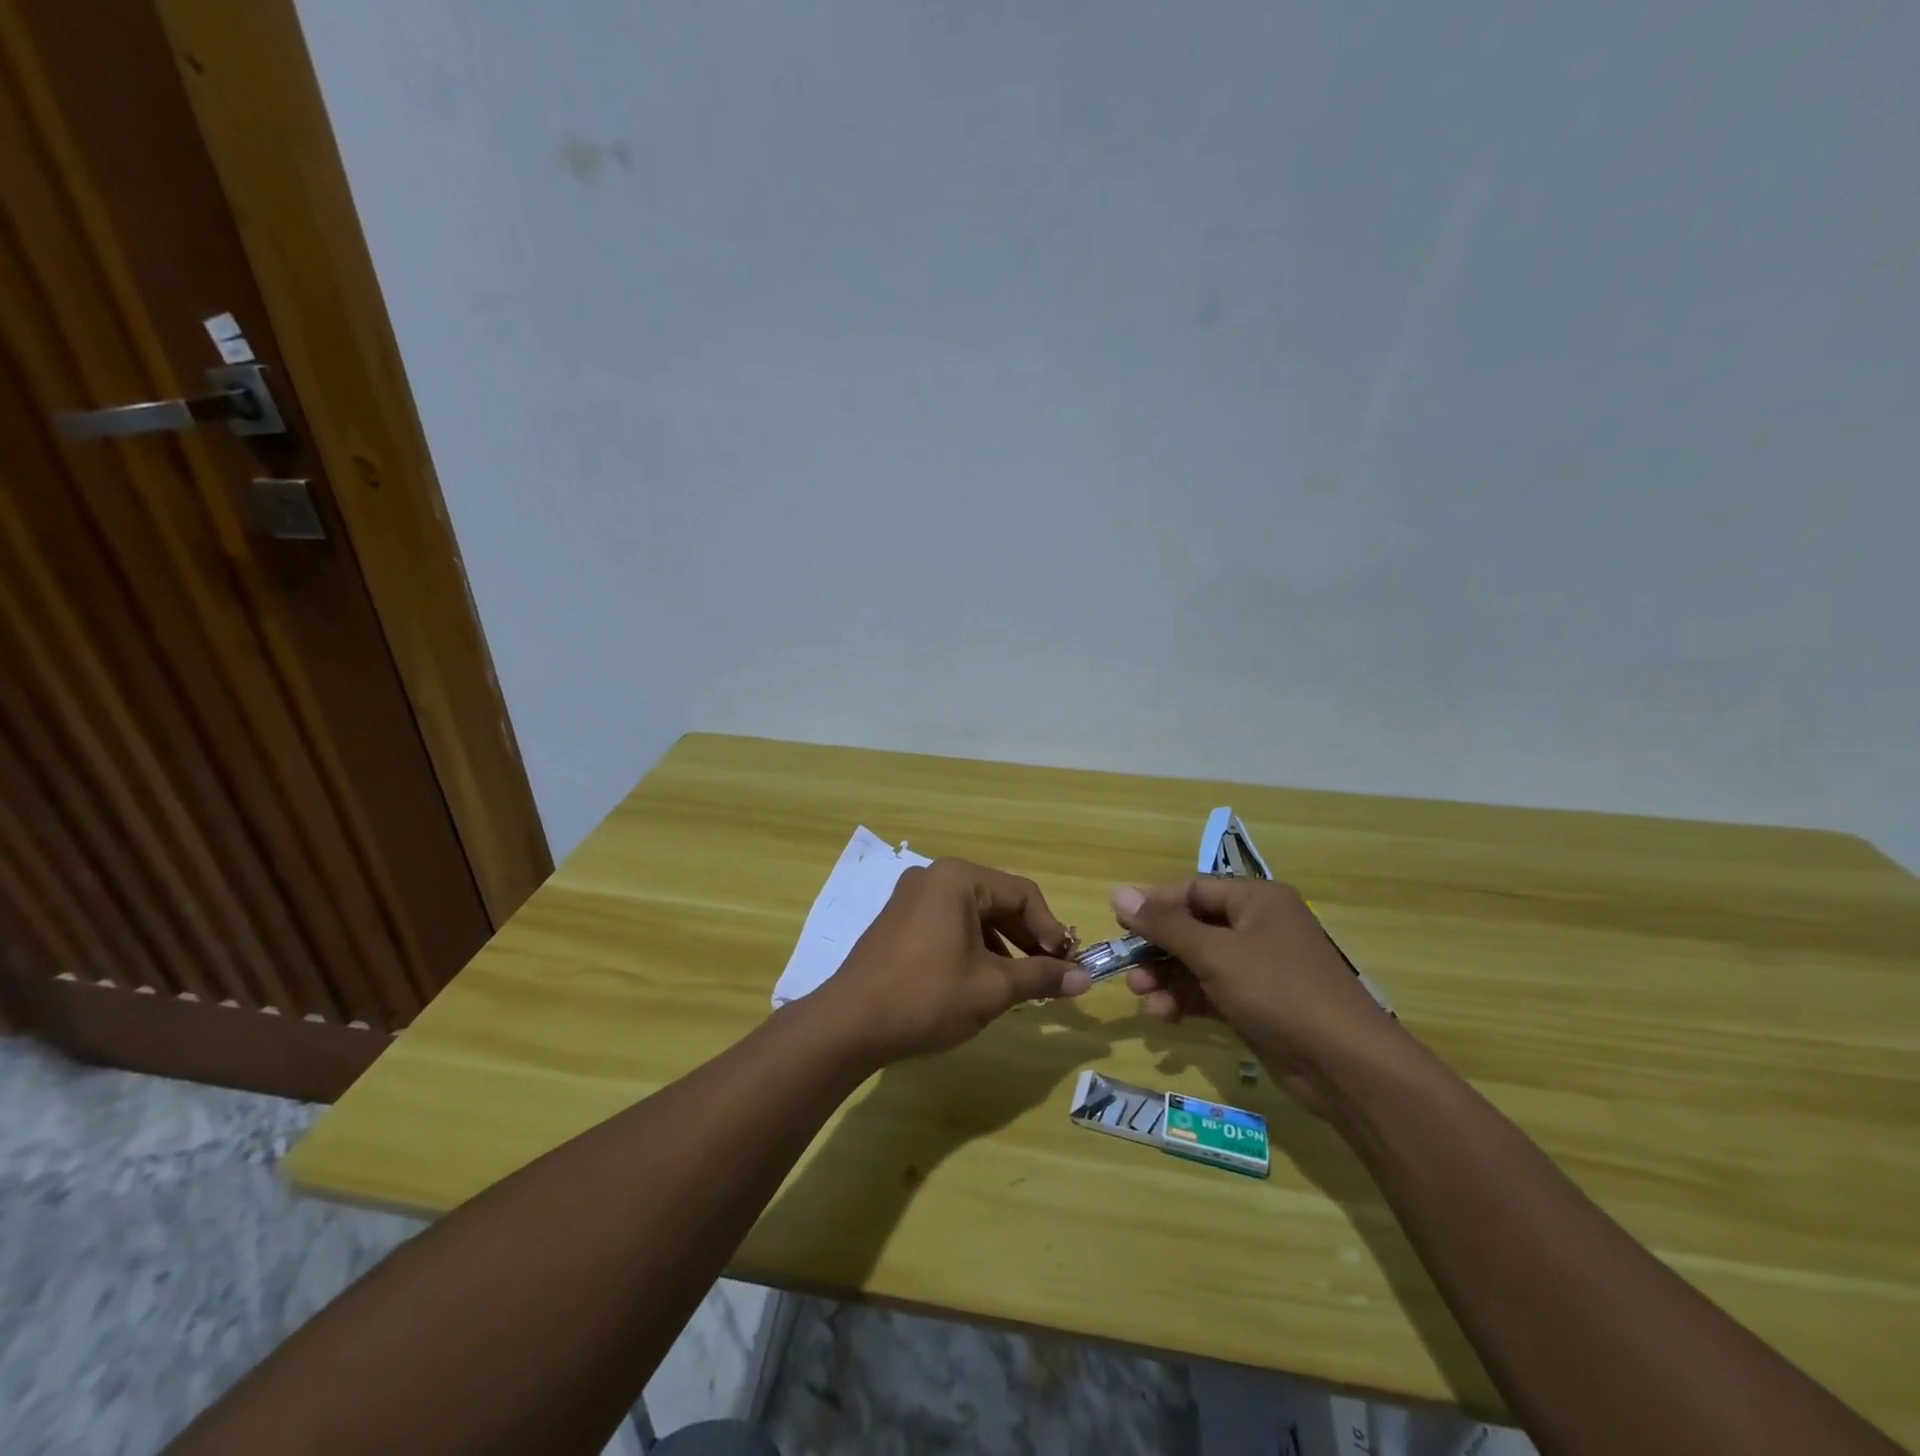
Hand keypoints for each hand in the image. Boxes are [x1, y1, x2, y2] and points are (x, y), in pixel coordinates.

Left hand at [822, 858, 1090, 1063]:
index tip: (1068, 966)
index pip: (1023, 893)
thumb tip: (1085, 980)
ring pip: (975, 915)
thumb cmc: (928, 996)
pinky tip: (983, 981)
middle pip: (998, 901)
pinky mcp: (899, 922)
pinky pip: (950, 924)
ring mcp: (912, 898)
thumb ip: (1042, 977)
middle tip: (1051, 975)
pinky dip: (974, 948)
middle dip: (1028, 939)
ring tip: (1021, 983)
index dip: (1051, 930)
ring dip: (1004, 946)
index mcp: (958, 878)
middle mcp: (934, 877)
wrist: (850, 1024)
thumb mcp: (993, 987)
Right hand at [1112, 878, 1406, 1116]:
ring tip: (1140, 996)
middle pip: (1193, 927)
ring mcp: (1259, 968)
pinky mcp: (1257, 1005)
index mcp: (1256, 900)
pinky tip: (1163, 1015)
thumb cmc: (1278, 991)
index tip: (1118, 922)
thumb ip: (1164, 925)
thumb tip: (1117, 892)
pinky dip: (1185, 1000)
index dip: (1154, 903)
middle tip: (1126, 967)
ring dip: (1166, 977)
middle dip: (1157, 948)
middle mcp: (1258, 927)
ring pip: (1198, 963)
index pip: (1194, 889)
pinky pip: (1210, 992)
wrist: (1344, 1066)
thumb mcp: (1215, 953)